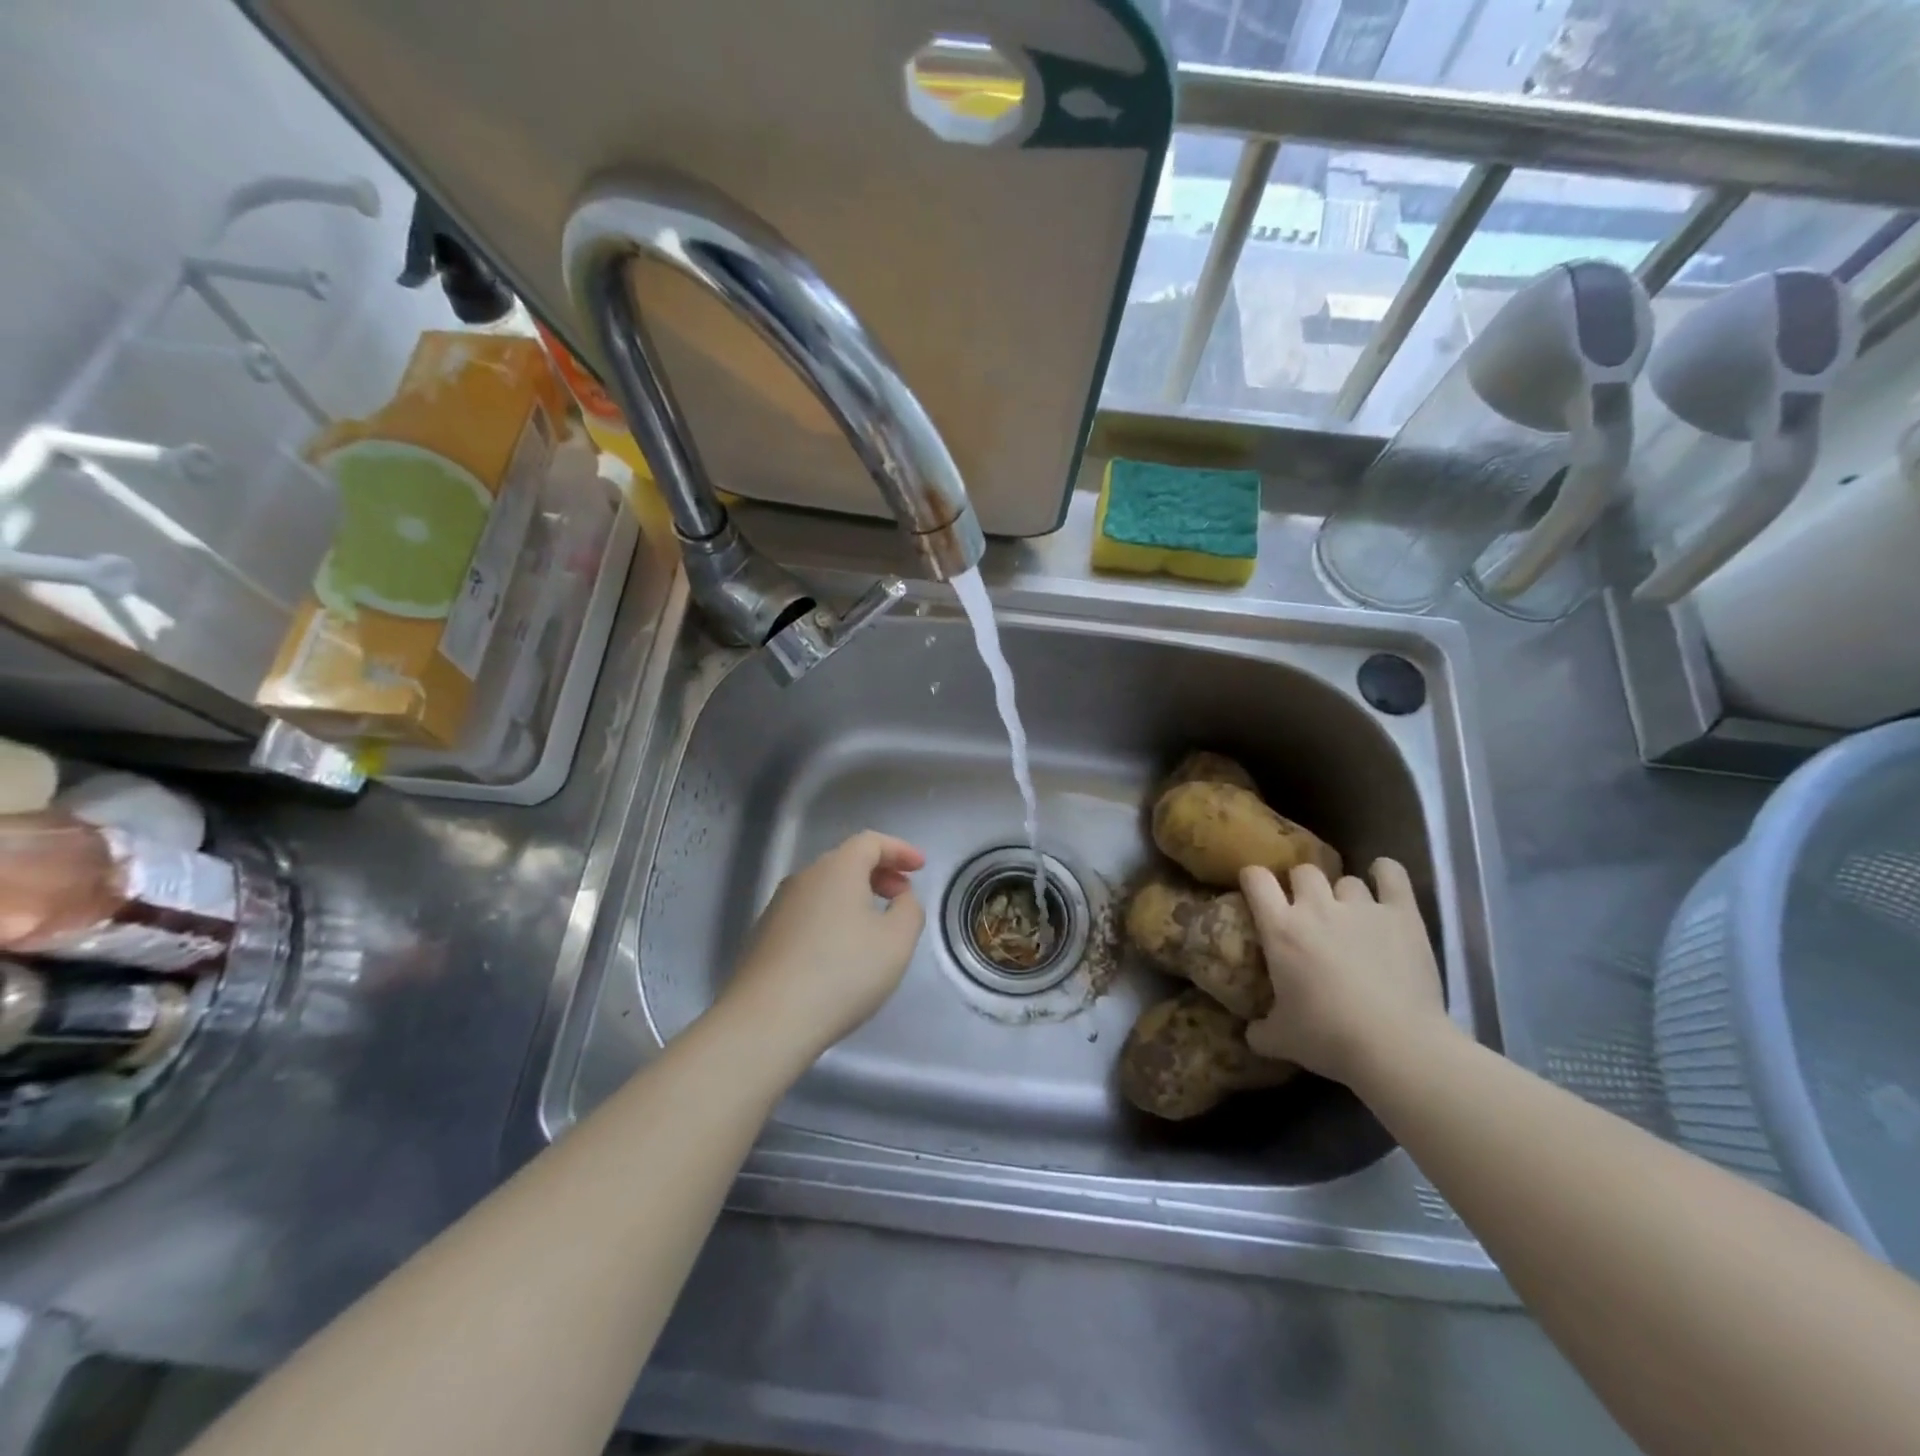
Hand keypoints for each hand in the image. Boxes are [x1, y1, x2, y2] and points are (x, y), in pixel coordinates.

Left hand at [722, 831, 927, 1059]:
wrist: (767, 1020)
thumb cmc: (842, 973)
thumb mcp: (896, 942)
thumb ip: (909, 910)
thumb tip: (900, 898)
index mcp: (837, 869)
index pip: (871, 841)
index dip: (900, 850)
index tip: (920, 867)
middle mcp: (804, 878)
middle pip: (846, 861)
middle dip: (879, 873)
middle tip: (901, 897)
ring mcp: (778, 906)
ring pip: (825, 888)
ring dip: (854, 897)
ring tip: (874, 927)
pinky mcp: (764, 936)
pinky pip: (808, 912)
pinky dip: (832, 917)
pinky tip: (840, 952)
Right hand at [1239, 859, 1451, 1086]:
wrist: (1397, 1047)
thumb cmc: (1329, 1038)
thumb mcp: (1281, 1040)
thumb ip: (1260, 1031)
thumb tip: (1250, 1033)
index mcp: (1280, 929)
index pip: (1256, 879)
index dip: (1253, 878)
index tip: (1256, 888)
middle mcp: (1316, 907)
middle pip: (1303, 871)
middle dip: (1302, 886)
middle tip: (1308, 910)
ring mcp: (1362, 907)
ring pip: (1346, 879)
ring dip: (1344, 893)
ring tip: (1351, 914)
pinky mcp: (1402, 915)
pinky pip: (1392, 874)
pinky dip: (1385, 873)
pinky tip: (1383, 878)